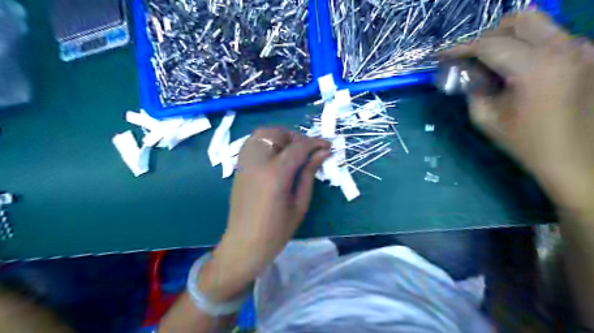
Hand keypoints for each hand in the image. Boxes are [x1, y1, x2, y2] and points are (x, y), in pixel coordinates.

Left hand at [198, 129, 328, 303]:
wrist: (245, 244)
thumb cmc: (277, 230)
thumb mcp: (300, 203)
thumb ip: (309, 173)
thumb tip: (323, 153)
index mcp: (275, 174)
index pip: (298, 147)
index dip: (315, 143)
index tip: (328, 145)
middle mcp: (257, 163)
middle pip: (277, 134)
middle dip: (296, 137)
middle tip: (309, 150)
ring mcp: (245, 163)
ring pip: (261, 134)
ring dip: (280, 136)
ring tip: (293, 150)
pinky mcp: (239, 167)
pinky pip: (252, 143)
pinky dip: (267, 142)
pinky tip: (276, 155)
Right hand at [440, 10, 593, 206]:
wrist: (576, 158)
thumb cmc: (526, 143)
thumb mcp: (486, 118)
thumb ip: (472, 88)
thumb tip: (464, 71)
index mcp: (535, 67)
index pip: (488, 44)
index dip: (459, 48)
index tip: (440, 56)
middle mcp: (564, 48)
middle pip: (518, 20)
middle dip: (485, 37)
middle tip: (468, 59)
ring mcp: (581, 48)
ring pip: (536, 24)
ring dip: (506, 38)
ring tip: (489, 63)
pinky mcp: (586, 54)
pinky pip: (549, 37)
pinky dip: (524, 45)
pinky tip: (513, 69)